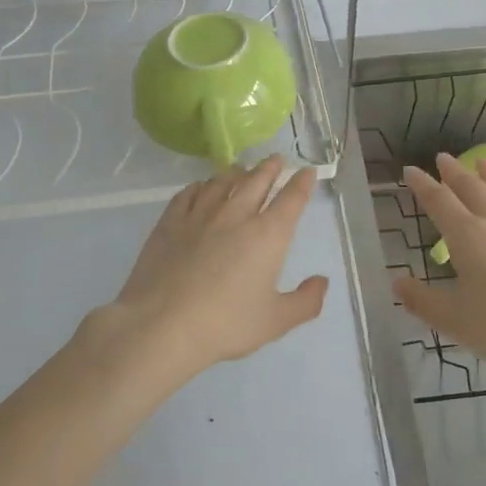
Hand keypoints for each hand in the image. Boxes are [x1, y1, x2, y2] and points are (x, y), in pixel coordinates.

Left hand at [97, 155, 328, 381]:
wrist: (162, 325)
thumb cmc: (226, 324)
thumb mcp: (276, 321)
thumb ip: (306, 301)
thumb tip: (322, 281)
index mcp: (268, 235)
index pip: (291, 199)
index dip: (302, 183)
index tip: (307, 171)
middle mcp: (237, 215)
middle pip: (257, 180)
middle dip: (271, 167)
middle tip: (277, 160)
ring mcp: (200, 215)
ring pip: (222, 181)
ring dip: (237, 172)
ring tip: (242, 170)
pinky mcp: (170, 221)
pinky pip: (190, 193)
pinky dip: (202, 186)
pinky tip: (202, 188)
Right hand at [393, 154, 485, 390]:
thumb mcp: (453, 321)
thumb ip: (421, 300)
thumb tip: (396, 281)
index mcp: (468, 237)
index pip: (439, 201)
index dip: (422, 185)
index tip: (410, 171)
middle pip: (472, 188)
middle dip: (454, 172)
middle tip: (443, 158)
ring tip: (482, 162)